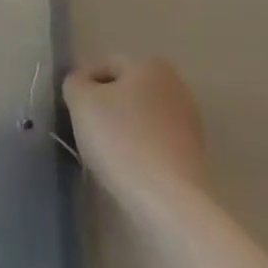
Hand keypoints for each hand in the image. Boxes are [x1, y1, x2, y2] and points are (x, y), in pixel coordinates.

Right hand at [63, 56, 207, 204]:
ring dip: (121, 132)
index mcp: (150, 65)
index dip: (83, 88)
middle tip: (87, 134)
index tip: (73, 114)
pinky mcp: (194, 155)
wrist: (170, 202)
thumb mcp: (81, 102)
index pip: (104, 66)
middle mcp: (175, 85)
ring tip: (107, 157)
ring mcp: (189, 121)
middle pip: (124, 92)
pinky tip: (129, 171)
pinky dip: (139, 151)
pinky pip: (154, 143)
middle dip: (104, 109)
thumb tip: (82, 86)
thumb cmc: (122, 141)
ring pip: (139, 118)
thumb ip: (74, 83)